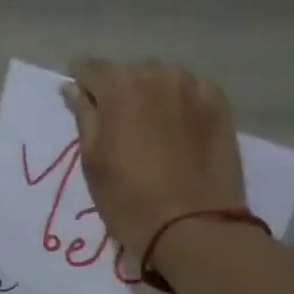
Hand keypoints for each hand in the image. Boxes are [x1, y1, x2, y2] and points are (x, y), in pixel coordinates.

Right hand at [61, 58, 246, 255]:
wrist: (193, 226)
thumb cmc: (128, 199)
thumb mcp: (92, 162)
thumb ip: (84, 117)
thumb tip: (73, 89)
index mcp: (119, 87)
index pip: (90, 67)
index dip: (82, 83)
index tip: (80, 101)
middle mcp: (158, 75)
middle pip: (129, 72)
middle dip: (119, 91)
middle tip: (117, 125)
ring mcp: (194, 88)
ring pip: (163, 79)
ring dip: (152, 95)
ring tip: (150, 128)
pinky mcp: (220, 106)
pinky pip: (192, 92)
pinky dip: (181, 103)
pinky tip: (179, 130)